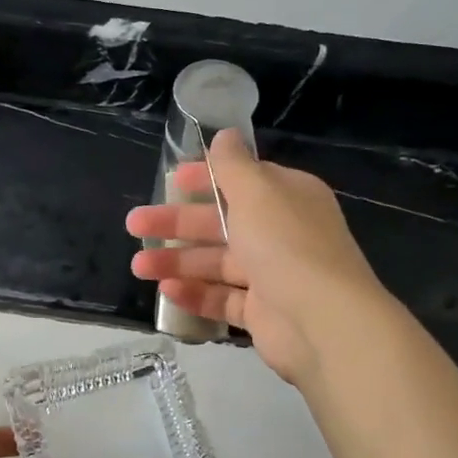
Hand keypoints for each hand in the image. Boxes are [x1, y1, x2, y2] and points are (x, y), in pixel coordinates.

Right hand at [126, 129, 385, 384]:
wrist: (322, 321)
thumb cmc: (286, 245)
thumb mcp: (257, 192)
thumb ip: (234, 165)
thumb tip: (225, 135)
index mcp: (286, 198)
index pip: (241, 182)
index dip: (205, 178)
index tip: (170, 180)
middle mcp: (281, 233)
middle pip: (220, 223)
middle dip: (176, 224)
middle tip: (134, 225)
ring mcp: (273, 276)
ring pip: (216, 263)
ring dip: (177, 262)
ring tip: (139, 267)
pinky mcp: (263, 313)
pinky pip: (223, 299)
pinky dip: (195, 295)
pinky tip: (166, 292)